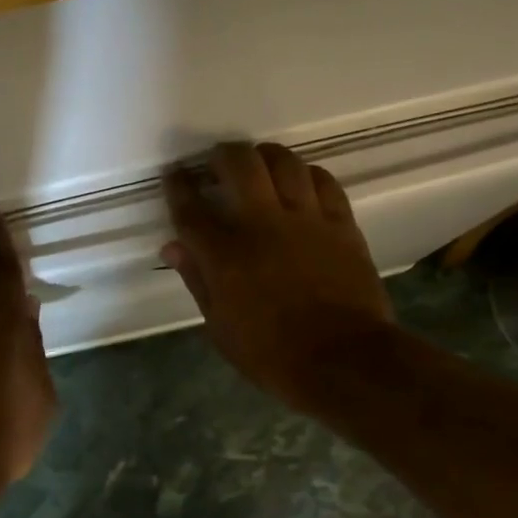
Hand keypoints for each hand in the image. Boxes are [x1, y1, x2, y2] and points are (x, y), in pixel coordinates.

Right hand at [162, 142, 395, 416]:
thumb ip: (197, 280)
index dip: (178, 186)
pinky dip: (307, 174)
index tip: (174, 173)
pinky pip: (324, 181)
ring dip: (265, 156)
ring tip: (258, 163)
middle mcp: (262, 224)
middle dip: (222, 156)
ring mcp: (306, 220)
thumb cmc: (272, 355)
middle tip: (217, 163)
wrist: (344, 361)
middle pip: (238, 165)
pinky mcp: (341, 224)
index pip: (191, 208)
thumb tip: (173, 247)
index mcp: (224, 254)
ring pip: (284, 162)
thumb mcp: (220, 327)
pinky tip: (301, 182)